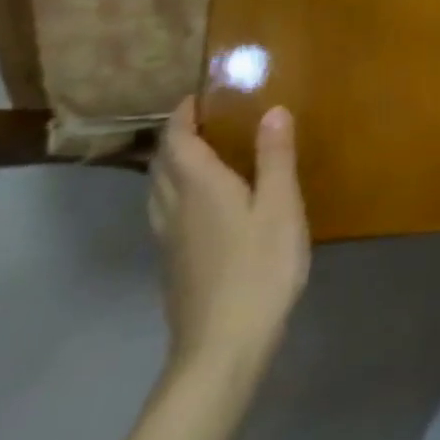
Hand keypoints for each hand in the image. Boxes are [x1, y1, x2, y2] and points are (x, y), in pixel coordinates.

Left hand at [149, 98, 309, 380]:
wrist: (223, 344)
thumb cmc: (259, 267)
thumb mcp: (281, 207)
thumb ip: (276, 158)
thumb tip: (273, 110)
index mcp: (199, 187)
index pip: (177, 141)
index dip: (183, 115)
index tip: (199, 95)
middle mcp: (174, 208)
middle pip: (161, 164)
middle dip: (177, 137)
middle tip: (207, 120)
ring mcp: (169, 239)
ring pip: (158, 190)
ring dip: (172, 165)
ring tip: (203, 155)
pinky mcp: (175, 263)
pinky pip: (166, 212)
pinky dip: (178, 192)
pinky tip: (203, 205)